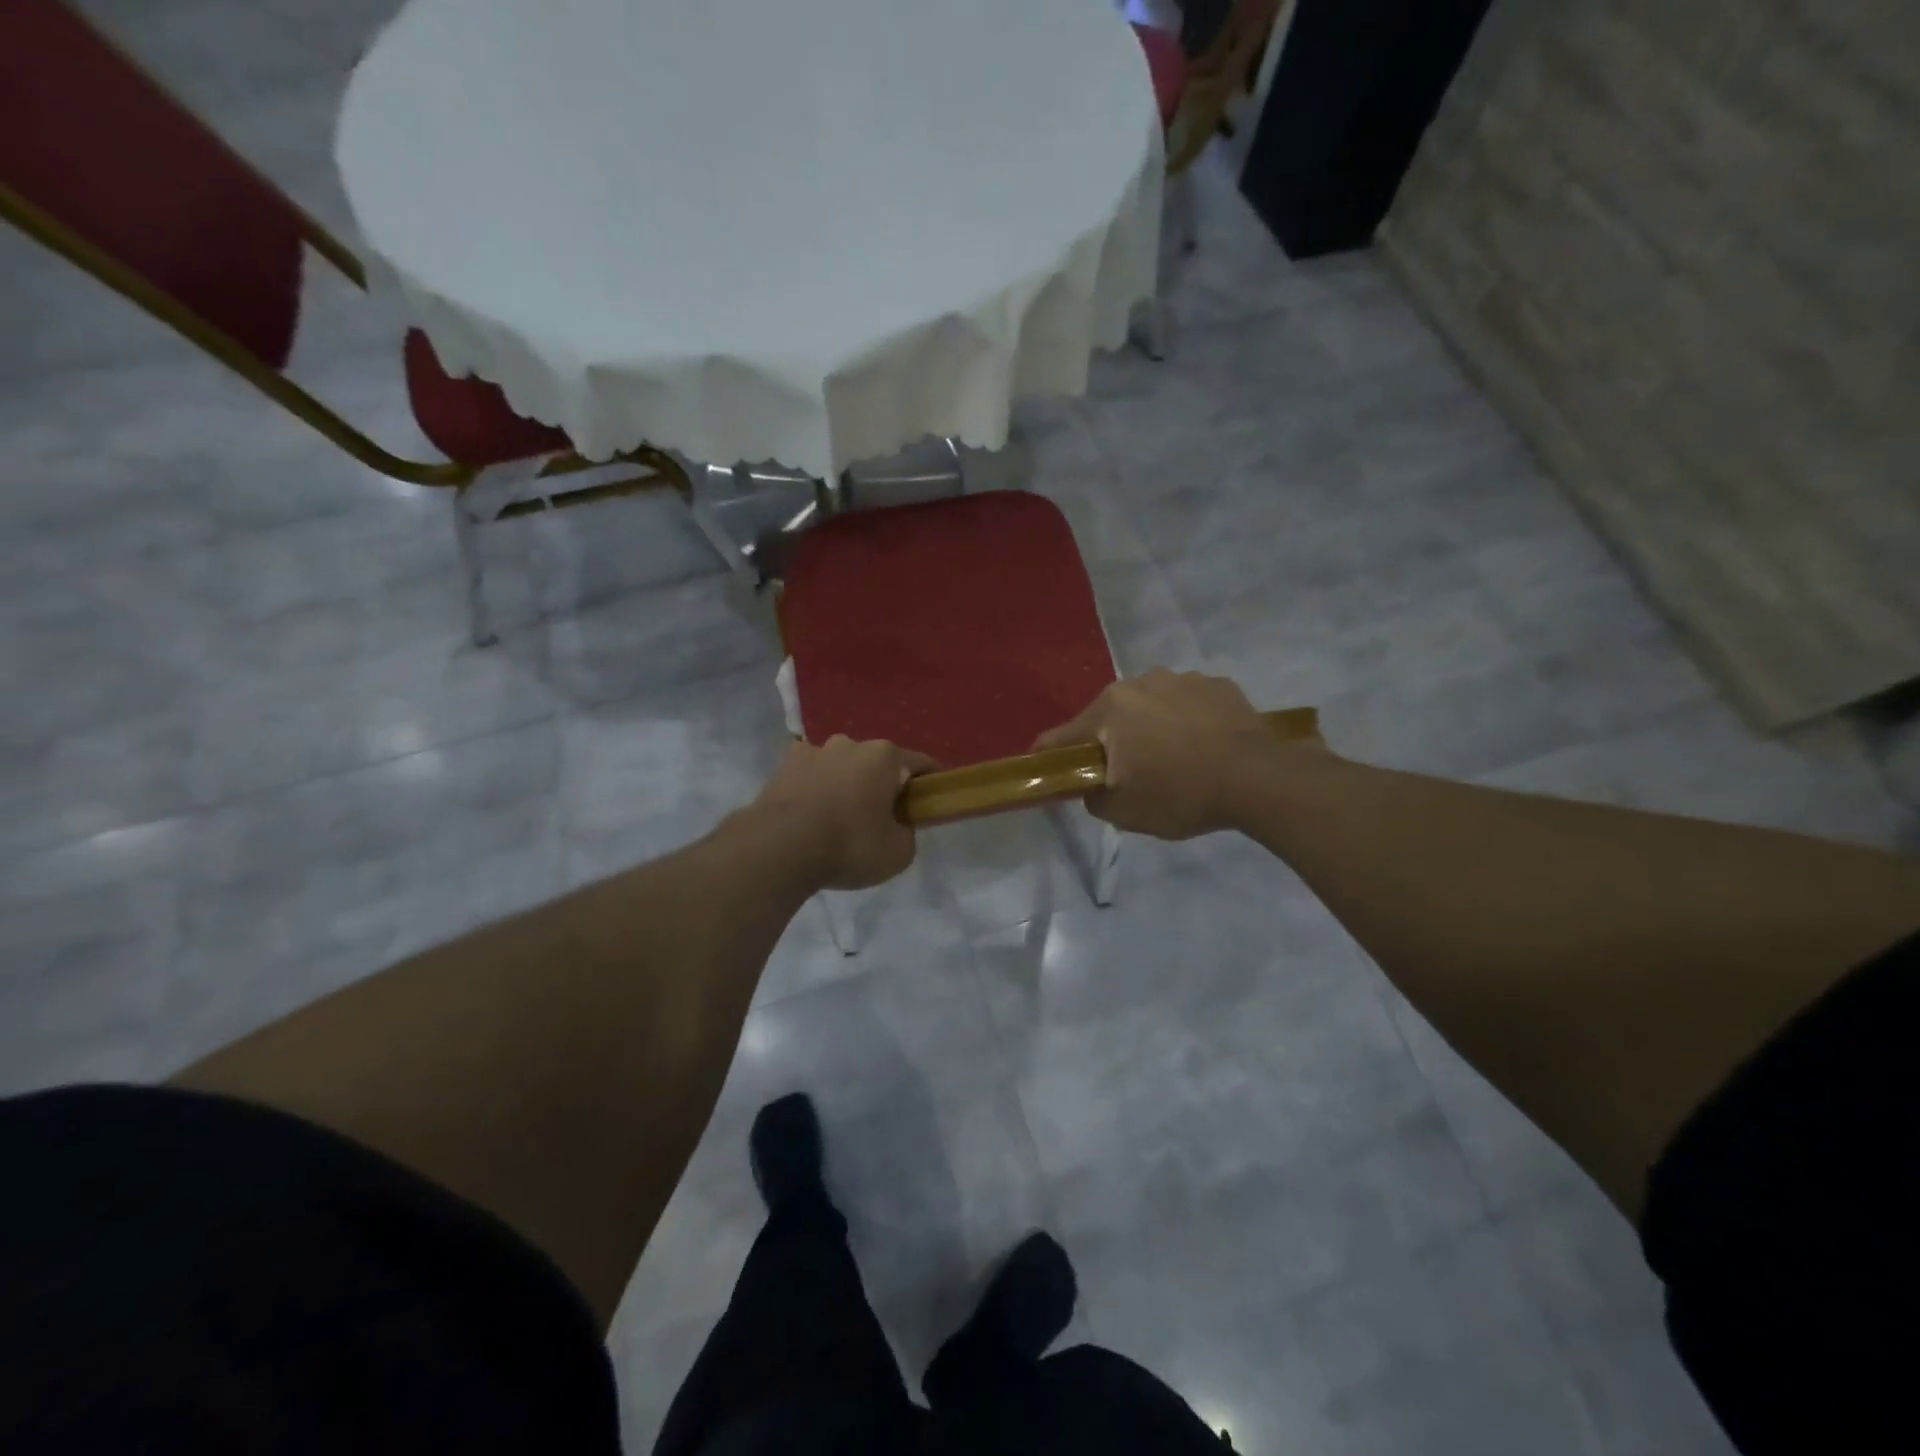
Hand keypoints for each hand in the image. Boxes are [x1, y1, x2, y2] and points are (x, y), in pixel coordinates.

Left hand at [748, 736, 935, 889]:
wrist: (778, 849)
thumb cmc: (849, 845)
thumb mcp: (899, 853)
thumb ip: (907, 833)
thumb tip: (898, 826)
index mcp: (885, 756)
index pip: (921, 763)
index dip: (930, 784)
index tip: (930, 803)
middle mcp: (850, 743)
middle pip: (878, 763)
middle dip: (883, 784)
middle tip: (883, 818)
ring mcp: (813, 751)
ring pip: (841, 767)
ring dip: (846, 785)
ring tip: (840, 819)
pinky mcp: (782, 767)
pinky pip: (811, 777)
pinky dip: (816, 791)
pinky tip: (812, 818)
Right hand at [1034, 668, 1313, 839]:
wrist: (1259, 780)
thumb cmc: (1182, 795)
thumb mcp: (1125, 813)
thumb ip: (1093, 797)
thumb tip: (1092, 786)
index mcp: (1110, 709)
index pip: (1063, 735)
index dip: (1051, 755)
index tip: (1047, 768)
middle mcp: (1140, 683)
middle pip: (1109, 716)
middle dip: (1111, 740)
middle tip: (1125, 771)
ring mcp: (1182, 679)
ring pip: (1150, 705)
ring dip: (1150, 726)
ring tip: (1171, 757)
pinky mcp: (1217, 684)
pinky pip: (1187, 703)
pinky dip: (1186, 720)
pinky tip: (1202, 745)